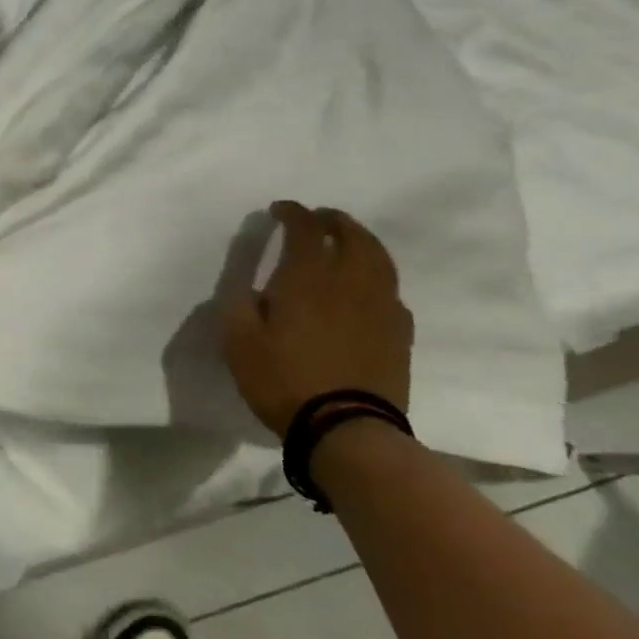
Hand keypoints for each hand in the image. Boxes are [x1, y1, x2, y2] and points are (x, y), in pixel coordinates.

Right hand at [221, 201, 413, 441]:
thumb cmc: (283, 380)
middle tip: (319, 218)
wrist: (345, 428)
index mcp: (307, 277)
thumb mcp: (239, 342)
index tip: (279, 210)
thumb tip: (249, 285)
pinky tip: (367, 290)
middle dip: (333, 220)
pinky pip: (391, 291)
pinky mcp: (399, 333)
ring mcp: (381, 306)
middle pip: (351, 235)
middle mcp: (350, 281)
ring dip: (362, 241)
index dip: (292, 212)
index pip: (305, 228)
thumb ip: (239, 304)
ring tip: (347, 243)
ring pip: (379, 258)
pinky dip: (377, 278)